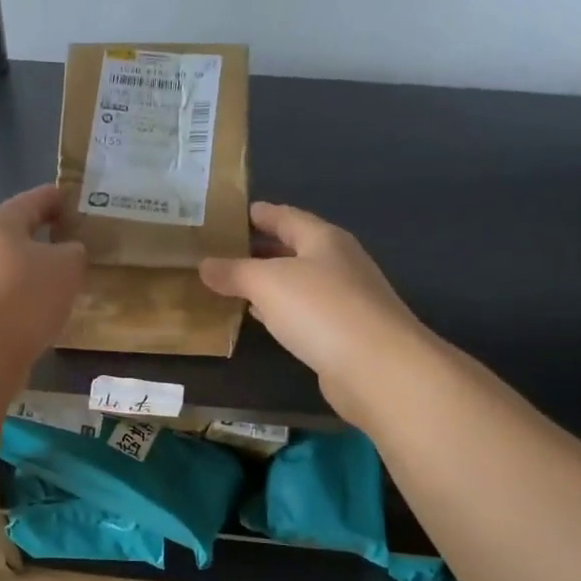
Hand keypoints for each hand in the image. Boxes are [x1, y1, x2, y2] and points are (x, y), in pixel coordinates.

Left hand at [0, 184, 87, 370]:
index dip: (54, 197)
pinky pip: (8, 297)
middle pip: (16, 235)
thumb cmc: (25, 297)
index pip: (31, 200)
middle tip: (73, 238)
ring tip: (65, 279)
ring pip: (11, 268)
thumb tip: (68, 252)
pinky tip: (45, 310)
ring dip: (35, 271)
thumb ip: (74, 252)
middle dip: (44, 236)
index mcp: (1, 226)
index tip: (74, 198)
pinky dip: (27, 298)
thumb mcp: (66, 267)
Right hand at [200, 203, 426, 416]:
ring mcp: (344, 299)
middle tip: (224, 250)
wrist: (376, 366)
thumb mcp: (267, 282)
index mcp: (324, 239)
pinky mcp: (342, 333)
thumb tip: (204, 264)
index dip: (262, 214)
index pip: (287, 217)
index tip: (234, 213)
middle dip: (261, 249)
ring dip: (268, 282)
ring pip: (298, 282)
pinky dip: (279, 310)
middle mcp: (338, 263)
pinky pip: (302, 312)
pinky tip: (261, 318)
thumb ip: (234, 272)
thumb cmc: (321, 309)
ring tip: (233, 282)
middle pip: (294, 249)